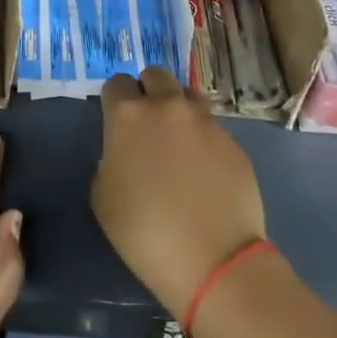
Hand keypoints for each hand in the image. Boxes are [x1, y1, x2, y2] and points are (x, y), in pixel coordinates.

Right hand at [91, 67, 265, 315]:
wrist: (214, 261)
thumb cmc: (145, 233)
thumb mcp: (103, 198)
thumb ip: (109, 160)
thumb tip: (124, 153)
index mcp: (129, 115)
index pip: (116, 83)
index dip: (114, 101)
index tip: (116, 122)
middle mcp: (167, 106)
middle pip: (155, 75)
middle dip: (148, 91)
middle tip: (147, 124)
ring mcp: (205, 121)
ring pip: (188, 94)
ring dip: (179, 108)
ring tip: (178, 140)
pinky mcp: (233, 142)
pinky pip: (212, 128)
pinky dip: (203, 139)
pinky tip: (204, 171)